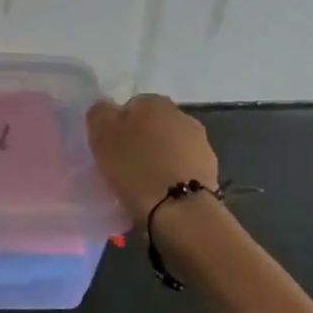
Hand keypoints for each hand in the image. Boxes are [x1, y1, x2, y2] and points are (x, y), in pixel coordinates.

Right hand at [86, 94, 219, 223]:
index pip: (130, 106)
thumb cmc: (135, 167)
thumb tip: (106, 108)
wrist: (180, 210)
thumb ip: (100, 113)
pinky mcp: (212, 170)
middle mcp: (182, 115)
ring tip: (145, 183)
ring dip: (160, 158)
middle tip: (125, 165)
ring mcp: (201, 143)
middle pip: (153, 125)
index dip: (118, 127)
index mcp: (154, 102)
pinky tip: (164, 192)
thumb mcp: (101, 135)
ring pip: (171, 146)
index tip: (110, 149)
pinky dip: (174, 175)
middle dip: (142, 141)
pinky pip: (184, 167)